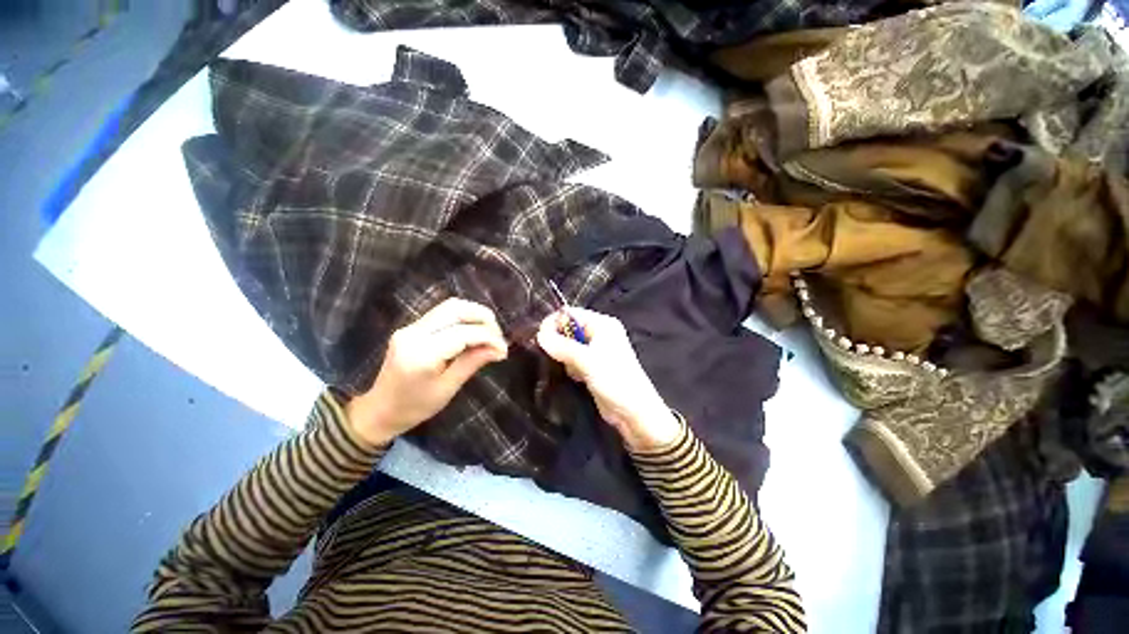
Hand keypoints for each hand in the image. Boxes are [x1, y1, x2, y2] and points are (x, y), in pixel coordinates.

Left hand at [345, 298, 507, 447]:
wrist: (379, 410)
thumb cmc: (414, 407)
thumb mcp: (447, 389)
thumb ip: (472, 363)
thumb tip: (499, 349)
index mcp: (421, 354)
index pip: (463, 333)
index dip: (488, 337)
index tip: (504, 349)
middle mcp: (414, 333)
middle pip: (455, 309)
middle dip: (483, 318)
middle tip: (498, 336)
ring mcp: (410, 327)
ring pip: (450, 306)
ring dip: (474, 314)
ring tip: (490, 331)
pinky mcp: (412, 327)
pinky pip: (443, 313)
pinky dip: (464, 318)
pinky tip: (474, 331)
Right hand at [536, 307, 679, 451]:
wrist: (633, 412)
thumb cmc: (615, 381)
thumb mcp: (587, 360)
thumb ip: (562, 346)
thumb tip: (539, 333)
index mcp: (602, 324)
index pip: (571, 314)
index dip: (554, 322)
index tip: (539, 337)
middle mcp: (599, 334)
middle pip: (569, 329)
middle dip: (557, 341)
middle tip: (548, 354)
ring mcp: (596, 351)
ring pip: (568, 346)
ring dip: (562, 356)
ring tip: (565, 368)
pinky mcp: (592, 367)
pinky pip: (573, 360)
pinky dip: (568, 366)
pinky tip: (573, 376)